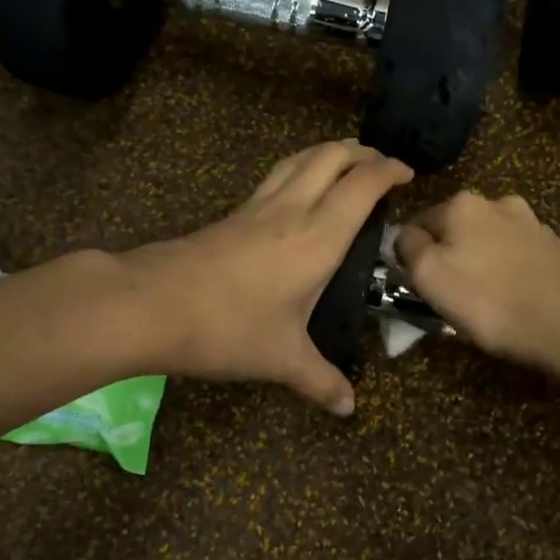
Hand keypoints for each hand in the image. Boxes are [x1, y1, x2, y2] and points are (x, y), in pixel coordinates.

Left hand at [124, 141, 412, 413]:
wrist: (152, 304)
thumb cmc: (228, 328)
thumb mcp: (281, 359)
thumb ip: (320, 380)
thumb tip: (348, 408)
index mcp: (318, 237)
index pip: (362, 186)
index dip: (389, 171)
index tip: (408, 174)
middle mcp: (292, 210)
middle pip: (330, 156)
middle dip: (360, 152)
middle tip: (379, 165)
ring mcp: (258, 207)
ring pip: (299, 158)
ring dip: (327, 153)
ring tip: (343, 165)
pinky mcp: (232, 214)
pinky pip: (276, 177)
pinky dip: (298, 170)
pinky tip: (295, 194)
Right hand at [394, 190, 559, 373]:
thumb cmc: (488, 300)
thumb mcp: (428, 275)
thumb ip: (407, 247)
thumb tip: (404, 236)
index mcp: (461, 203)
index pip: (416, 222)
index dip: (409, 255)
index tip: (414, 285)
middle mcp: (497, 202)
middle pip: (453, 230)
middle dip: (446, 256)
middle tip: (446, 297)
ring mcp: (530, 223)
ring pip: (485, 243)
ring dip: (477, 263)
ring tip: (481, 302)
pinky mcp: (553, 249)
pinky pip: (514, 258)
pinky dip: (505, 273)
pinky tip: (510, 299)